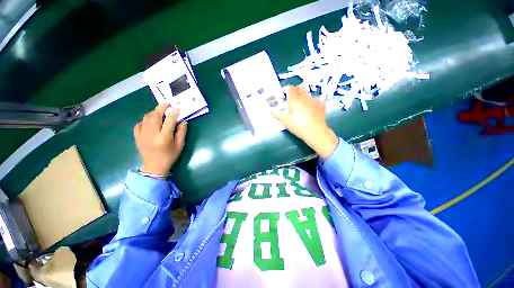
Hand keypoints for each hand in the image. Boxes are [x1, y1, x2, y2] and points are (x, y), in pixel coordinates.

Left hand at [134, 104, 187, 175]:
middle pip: (155, 116)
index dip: (174, 112)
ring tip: (159, 112)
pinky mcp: (137, 137)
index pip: (169, 120)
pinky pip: (139, 124)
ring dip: (153, 112)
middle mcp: (152, 134)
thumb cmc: (170, 156)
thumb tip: (183, 121)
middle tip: (167, 103)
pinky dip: (145, 120)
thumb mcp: (179, 145)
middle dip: (161, 107)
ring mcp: (142, 135)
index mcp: (164, 137)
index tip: (177, 108)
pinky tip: (150, 121)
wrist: (154, 167)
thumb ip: (181, 132)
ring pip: (146, 118)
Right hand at [271, 86, 338, 160]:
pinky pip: (315, 100)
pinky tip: (311, 110)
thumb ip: (277, 114)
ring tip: (303, 107)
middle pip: (300, 88)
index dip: (288, 89)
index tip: (286, 93)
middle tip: (294, 99)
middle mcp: (305, 97)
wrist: (315, 131)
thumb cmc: (298, 126)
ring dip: (304, 97)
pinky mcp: (321, 104)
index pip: (291, 88)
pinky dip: (312, 103)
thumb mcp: (286, 121)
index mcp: (295, 100)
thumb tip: (269, 110)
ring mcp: (314, 100)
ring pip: (308, 94)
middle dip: (297, 91)